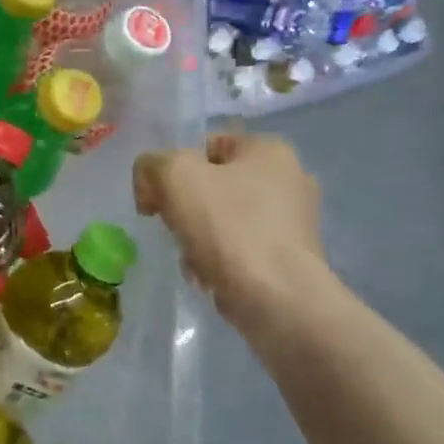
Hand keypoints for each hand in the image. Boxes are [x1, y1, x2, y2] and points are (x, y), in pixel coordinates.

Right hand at [134, 134, 323, 315]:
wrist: (275, 298)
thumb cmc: (227, 226)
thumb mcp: (173, 175)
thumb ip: (151, 165)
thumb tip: (151, 186)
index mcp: (269, 150)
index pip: (204, 145)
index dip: (171, 169)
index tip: (156, 199)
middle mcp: (289, 179)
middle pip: (211, 185)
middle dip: (183, 207)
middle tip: (172, 227)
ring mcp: (292, 222)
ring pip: (221, 219)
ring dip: (196, 236)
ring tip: (191, 258)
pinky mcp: (289, 258)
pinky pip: (238, 249)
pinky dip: (217, 260)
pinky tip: (209, 275)